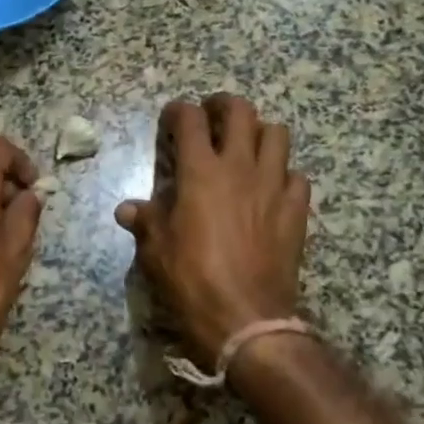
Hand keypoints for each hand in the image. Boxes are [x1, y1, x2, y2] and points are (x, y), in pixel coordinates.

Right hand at [115, 95, 309, 368]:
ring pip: (277, 133)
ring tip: (247, 145)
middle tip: (213, 115)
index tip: (172, 117)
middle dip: (223, 105)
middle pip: (240, 111)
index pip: (189, 119)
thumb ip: (145, 221)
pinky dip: (284, 174)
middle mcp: (239, 167)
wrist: (247, 319)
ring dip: (260, 132)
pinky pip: (297, 176)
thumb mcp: (157, 252)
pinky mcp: (296, 209)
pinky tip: (273, 187)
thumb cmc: (193, 281)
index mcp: (200, 171)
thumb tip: (126, 209)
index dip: (178, 110)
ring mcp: (273, 185)